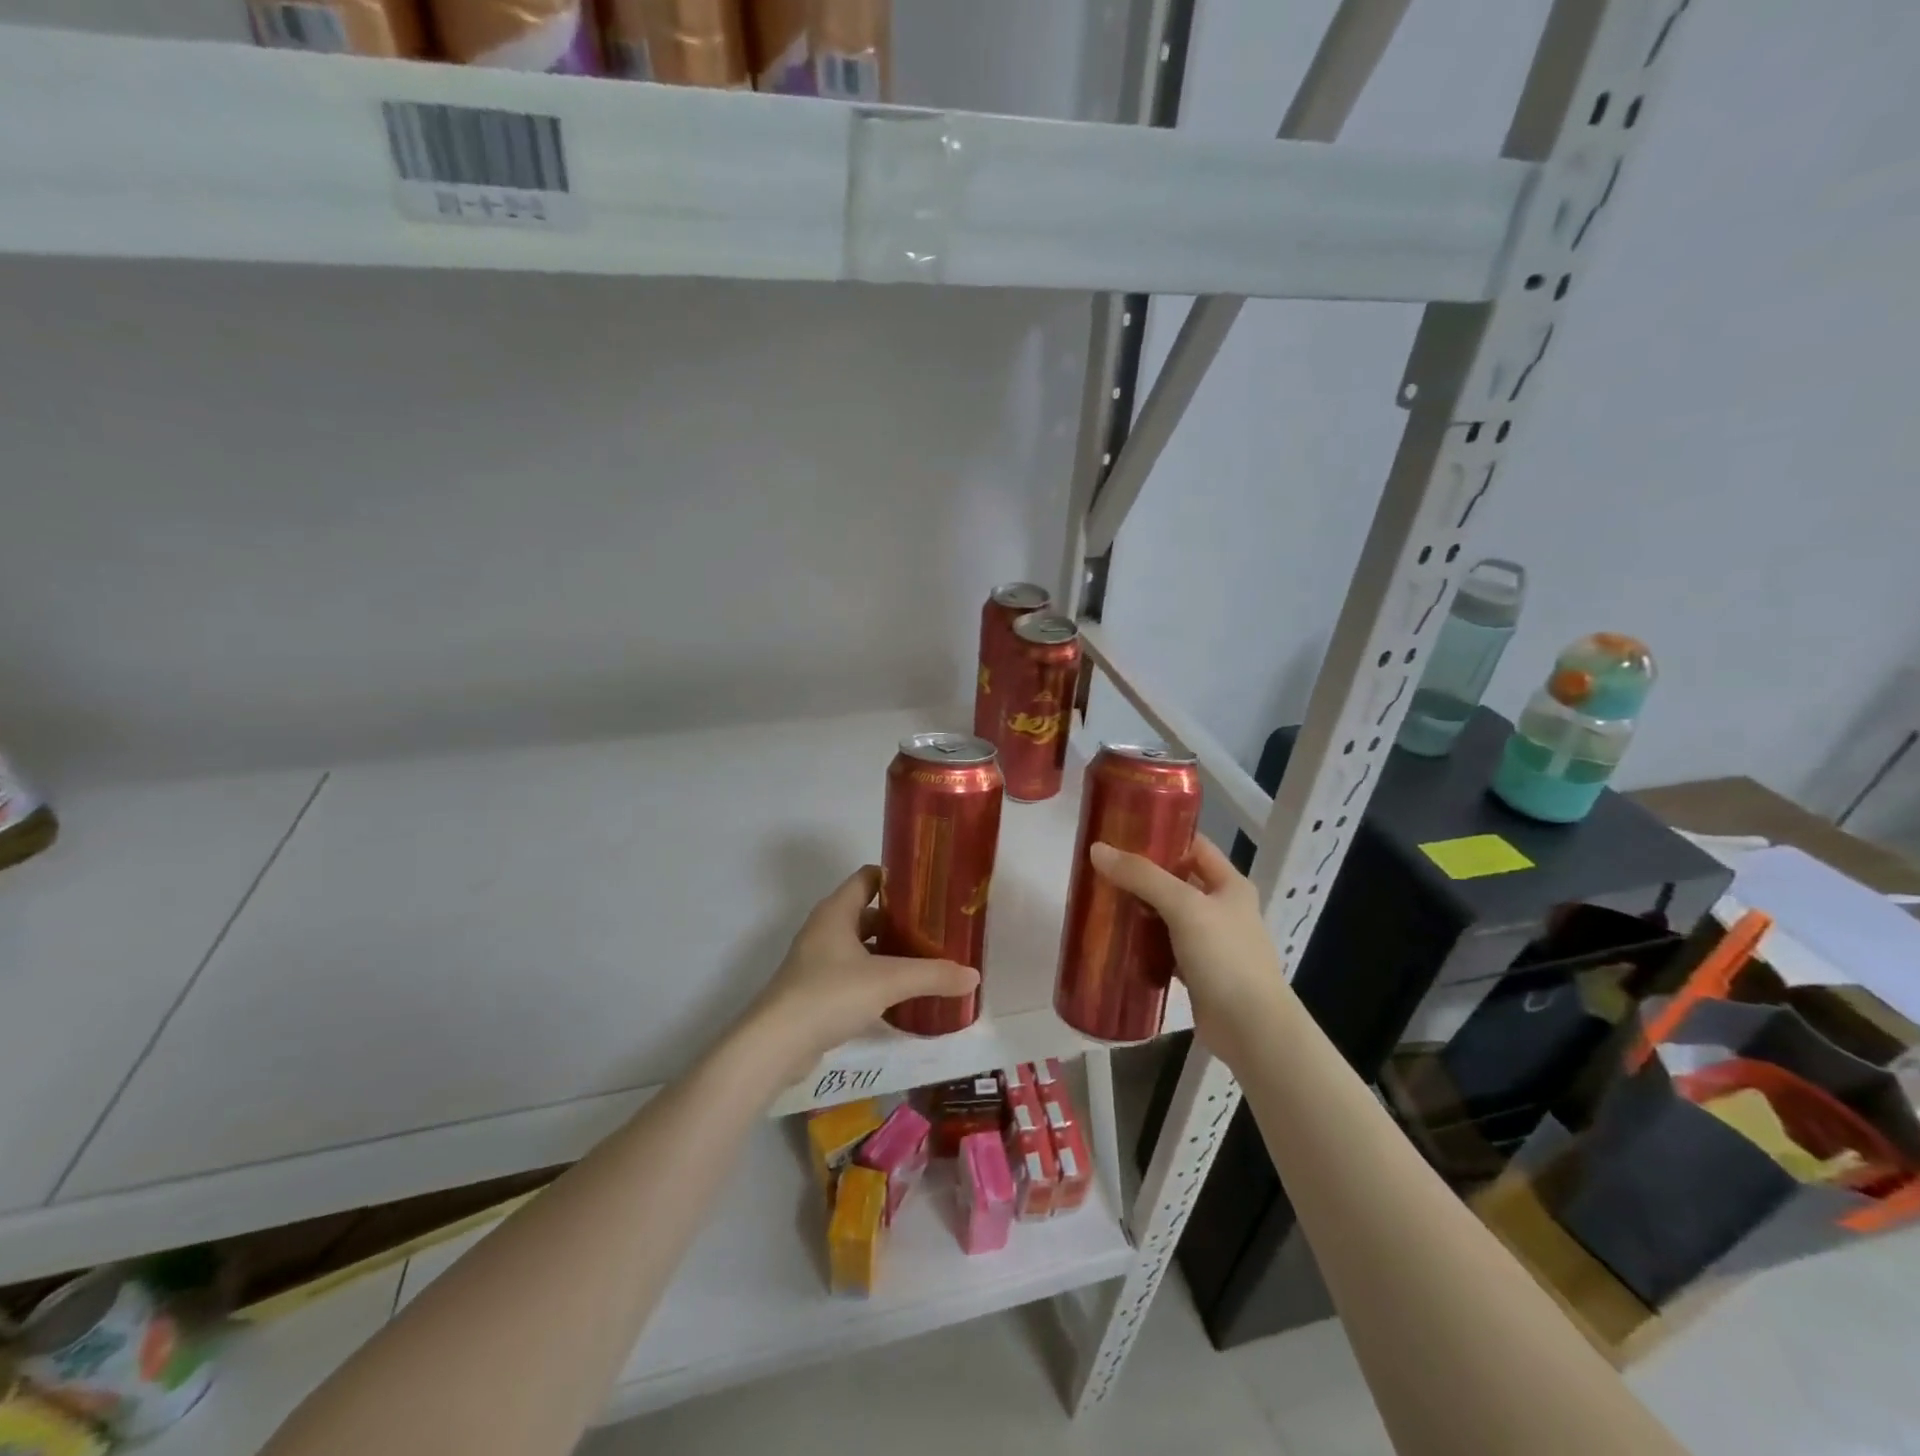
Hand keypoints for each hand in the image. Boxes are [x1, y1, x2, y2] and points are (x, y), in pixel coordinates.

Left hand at [741, 866, 978, 1083]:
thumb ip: (932, 975)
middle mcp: (825, 929)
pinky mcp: (816, 991)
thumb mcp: (888, 981)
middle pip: (868, 912)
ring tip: (927, 961)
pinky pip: (853, 974)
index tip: (931, 888)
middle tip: (937, 930)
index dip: (898, 879)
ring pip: (861, 946)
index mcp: (836, 911)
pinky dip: (876, 977)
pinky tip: (901, 994)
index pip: (868, 877)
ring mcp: (817, 961)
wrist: (776, 1045)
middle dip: (901, 920)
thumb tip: (973, 976)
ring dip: (889, 951)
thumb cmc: (829, 994)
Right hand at [1088, 835, 1294, 1072]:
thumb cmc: (1225, 957)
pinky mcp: (1197, 971)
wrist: (1252, 1029)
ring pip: (1168, 915)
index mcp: (1229, 885)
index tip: (1122, 832)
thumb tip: (1097, 849)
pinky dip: (1143, 943)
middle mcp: (1222, 908)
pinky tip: (1116, 940)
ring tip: (1101, 900)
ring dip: (1139, 909)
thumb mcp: (1184, 907)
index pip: (1193, 846)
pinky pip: (1164, 947)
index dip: (1162, 835)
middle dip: (1141, 875)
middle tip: (1101, 868)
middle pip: (1177, 880)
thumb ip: (1142, 877)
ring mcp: (1210, 942)